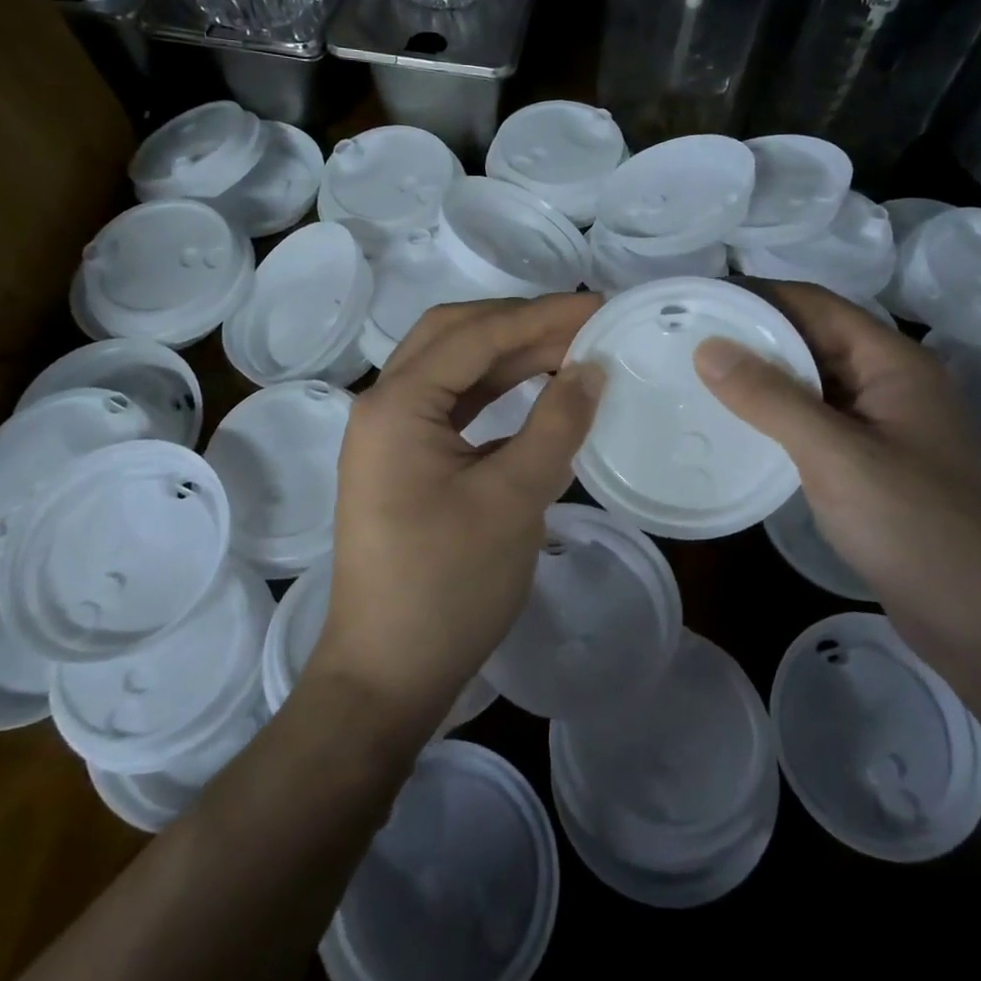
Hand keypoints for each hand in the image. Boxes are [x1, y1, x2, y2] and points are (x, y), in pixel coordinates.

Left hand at [316, 294, 605, 735]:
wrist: (387, 674)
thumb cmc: (448, 586)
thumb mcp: (514, 500)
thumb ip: (556, 424)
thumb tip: (592, 368)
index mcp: (397, 404)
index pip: (476, 335)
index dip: (541, 316)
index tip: (598, 305)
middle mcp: (383, 406)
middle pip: (453, 336)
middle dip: (519, 322)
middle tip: (582, 322)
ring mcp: (388, 436)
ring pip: (451, 368)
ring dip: (507, 354)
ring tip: (568, 348)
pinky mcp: (402, 463)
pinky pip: (451, 406)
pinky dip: (493, 391)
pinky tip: (535, 393)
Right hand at [693, 282, 980, 661]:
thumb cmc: (915, 525)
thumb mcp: (836, 455)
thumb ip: (771, 399)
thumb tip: (707, 348)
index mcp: (893, 363)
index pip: (816, 305)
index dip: (759, 295)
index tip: (700, 299)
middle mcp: (889, 383)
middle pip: (814, 338)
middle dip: (754, 334)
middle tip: (686, 338)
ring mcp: (882, 425)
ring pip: (812, 382)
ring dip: (763, 375)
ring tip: (697, 374)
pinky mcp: (870, 462)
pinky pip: (815, 420)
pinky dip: (776, 414)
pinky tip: (737, 424)